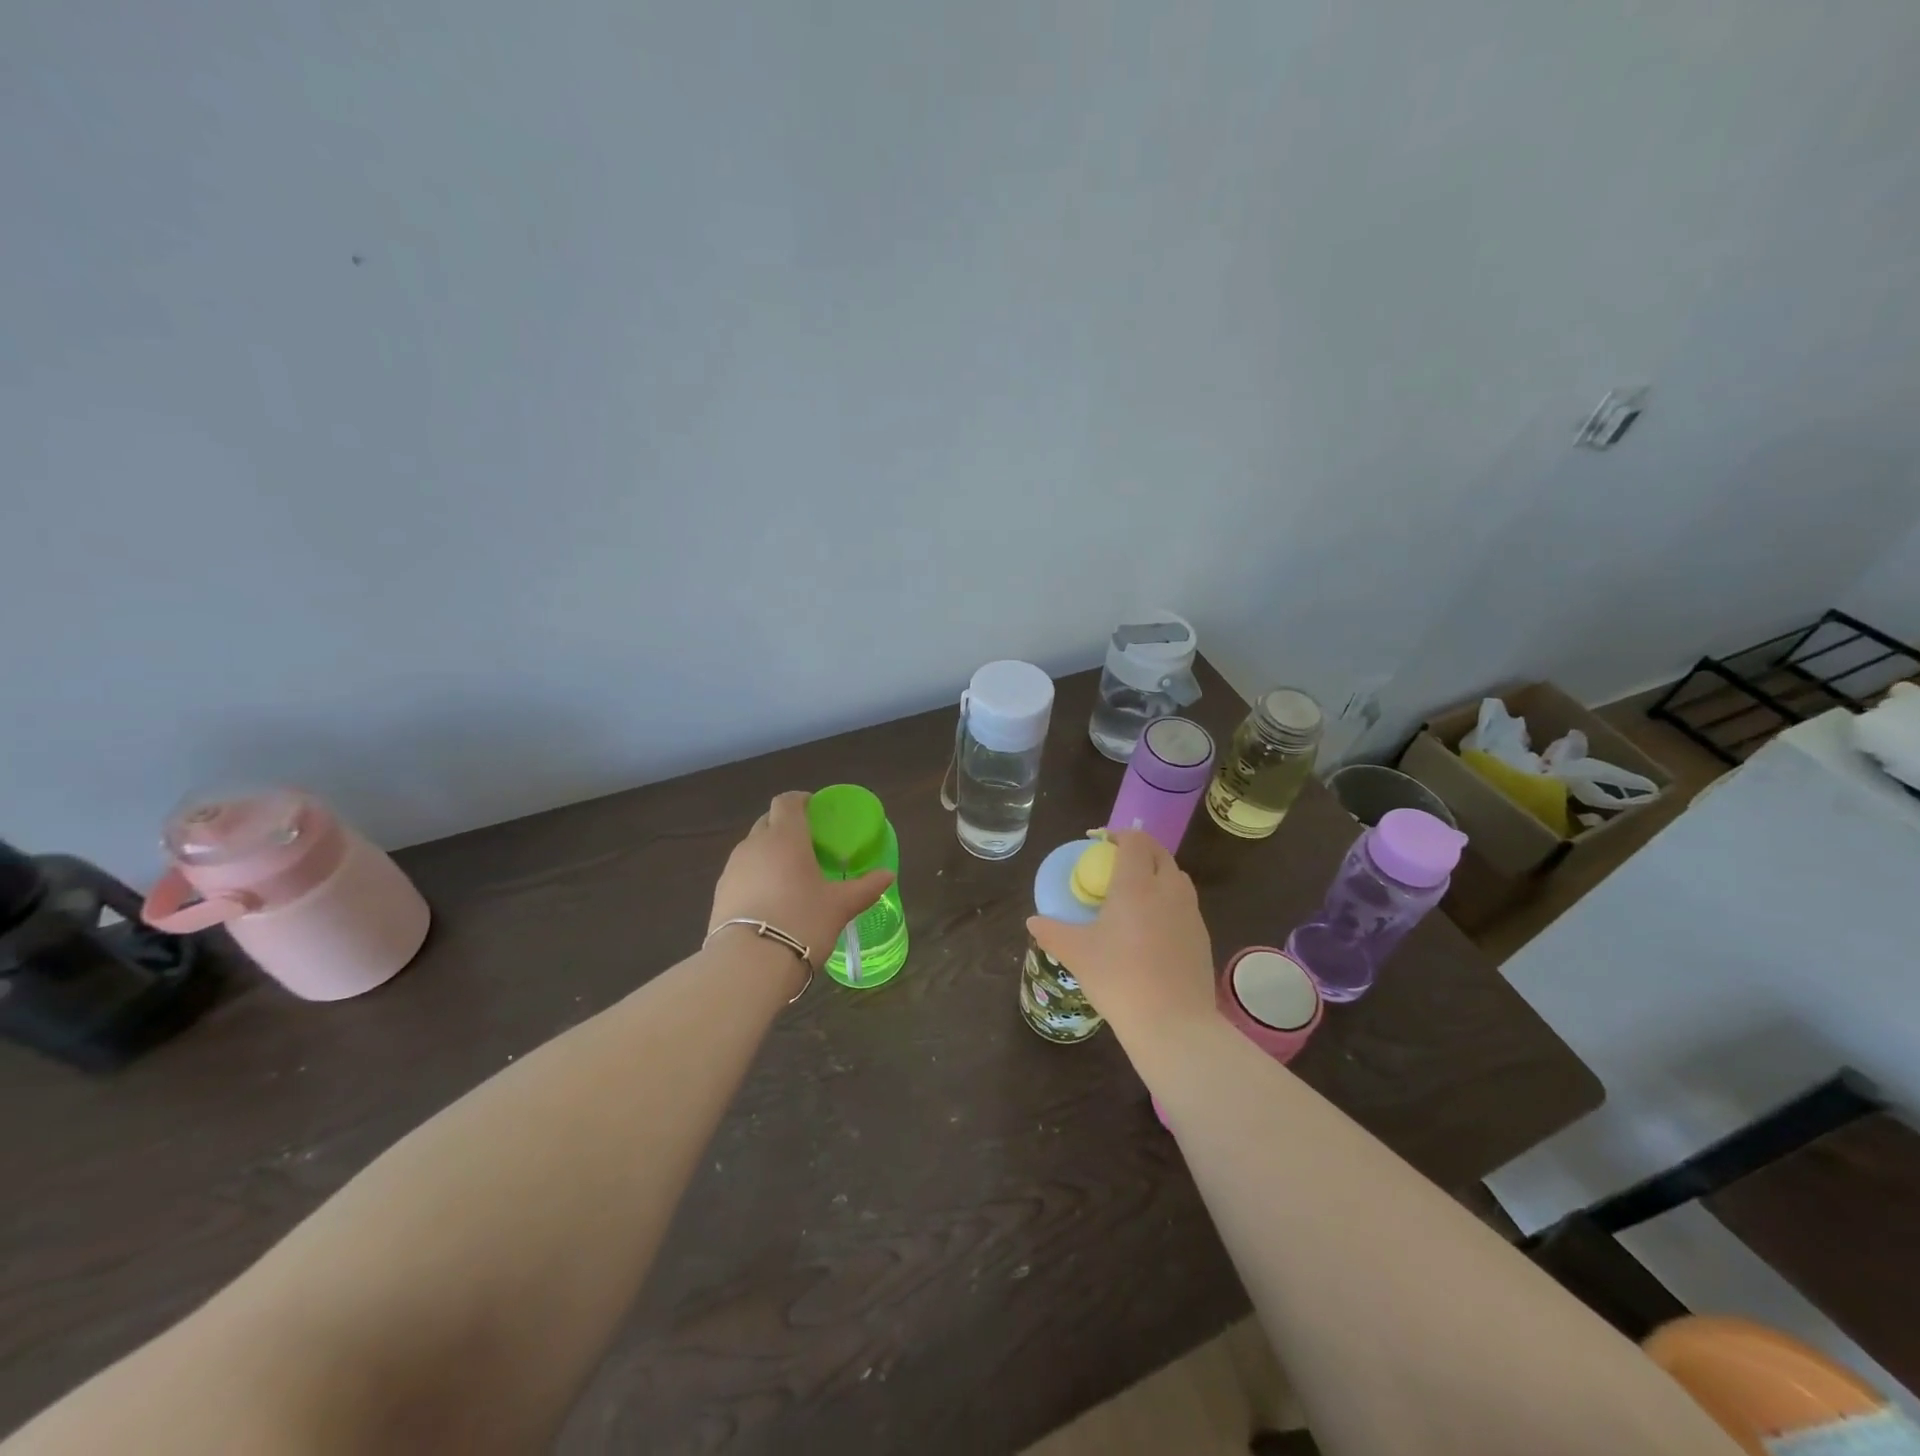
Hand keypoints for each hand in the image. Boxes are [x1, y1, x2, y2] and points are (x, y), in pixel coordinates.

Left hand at [709, 792, 893, 966]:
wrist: (748, 964)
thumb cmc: (802, 922)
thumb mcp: (840, 906)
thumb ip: (865, 887)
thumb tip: (888, 875)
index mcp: (785, 837)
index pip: (787, 801)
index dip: (801, 800)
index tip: (816, 811)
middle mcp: (754, 844)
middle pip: (768, 821)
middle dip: (786, 826)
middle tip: (809, 844)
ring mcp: (732, 868)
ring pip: (753, 847)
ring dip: (770, 852)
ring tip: (790, 875)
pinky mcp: (720, 893)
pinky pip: (742, 872)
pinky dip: (756, 876)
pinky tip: (771, 900)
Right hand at [1026, 830, 1218, 1050]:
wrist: (1172, 1024)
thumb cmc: (1119, 979)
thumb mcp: (1076, 954)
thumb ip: (1052, 932)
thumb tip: (1033, 921)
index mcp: (1136, 884)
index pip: (1135, 840)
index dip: (1118, 835)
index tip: (1100, 844)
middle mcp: (1168, 890)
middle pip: (1159, 853)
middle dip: (1139, 850)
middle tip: (1115, 864)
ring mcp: (1190, 913)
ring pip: (1176, 877)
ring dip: (1157, 873)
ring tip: (1135, 893)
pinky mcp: (1202, 936)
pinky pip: (1185, 904)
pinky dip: (1169, 901)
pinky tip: (1153, 927)